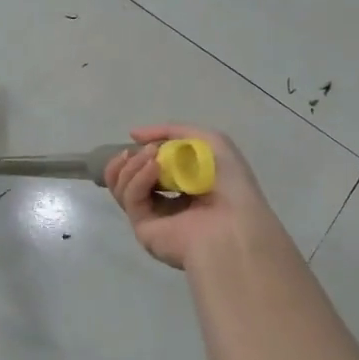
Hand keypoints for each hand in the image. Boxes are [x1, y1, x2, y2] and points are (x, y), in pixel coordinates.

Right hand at [103, 126, 272, 270]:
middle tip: (134, 150)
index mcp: (184, 185)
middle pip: (129, 177)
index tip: (137, 138)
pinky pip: (132, 198)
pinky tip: (153, 168)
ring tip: (150, 156)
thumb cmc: (231, 185)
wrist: (234, 227)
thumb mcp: (211, 142)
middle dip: (128, 159)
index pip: (150, 166)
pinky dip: (138, 179)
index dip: (141, 151)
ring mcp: (153, 216)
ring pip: (123, 186)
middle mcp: (166, 202)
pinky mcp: (142, 228)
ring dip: (132, 166)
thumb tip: (134, 134)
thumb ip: (174, 131)